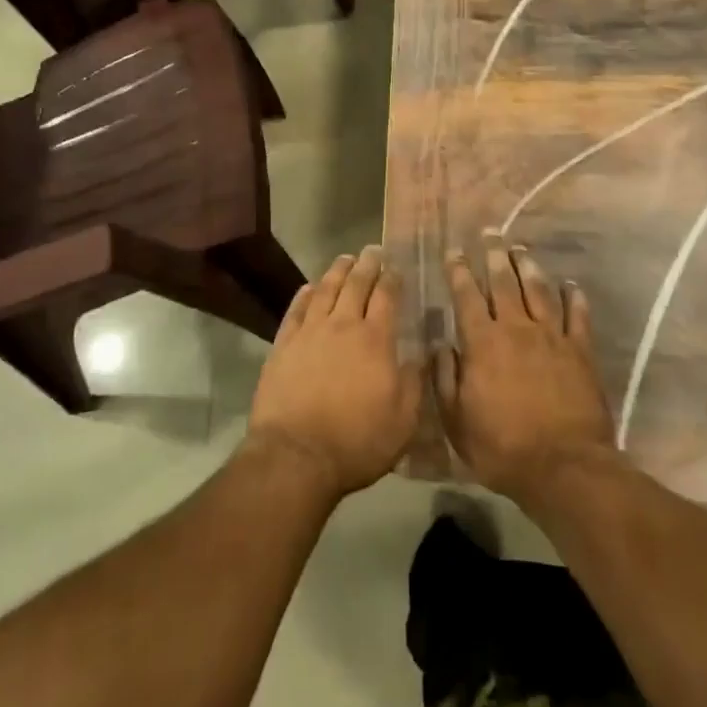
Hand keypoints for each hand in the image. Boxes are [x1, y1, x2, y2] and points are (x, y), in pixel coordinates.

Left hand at [247, 247, 423, 500]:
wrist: (296, 456)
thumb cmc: (357, 441)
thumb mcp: (403, 421)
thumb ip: (415, 382)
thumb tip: (423, 353)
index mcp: (375, 339)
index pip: (386, 296)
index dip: (392, 278)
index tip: (395, 266)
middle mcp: (343, 325)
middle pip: (356, 285)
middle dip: (367, 265)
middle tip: (372, 250)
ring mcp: (310, 333)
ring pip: (325, 290)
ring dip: (337, 271)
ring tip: (344, 259)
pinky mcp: (283, 346)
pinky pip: (296, 311)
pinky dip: (304, 295)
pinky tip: (309, 287)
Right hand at [437, 235, 615, 504]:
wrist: (563, 467)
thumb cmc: (502, 448)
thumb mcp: (457, 420)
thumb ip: (445, 378)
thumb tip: (440, 343)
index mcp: (482, 342)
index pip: (466, 296)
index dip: (459, 271)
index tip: (454, 251)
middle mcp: (516, 328)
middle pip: (503, 282)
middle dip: (494, 255)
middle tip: (490, 233)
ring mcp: (551, 337)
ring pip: (538, 290)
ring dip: (528, 266)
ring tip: (520, 249)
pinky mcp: (580, 351)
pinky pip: (576, 315)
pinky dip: (573, 296)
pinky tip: (571, 284)